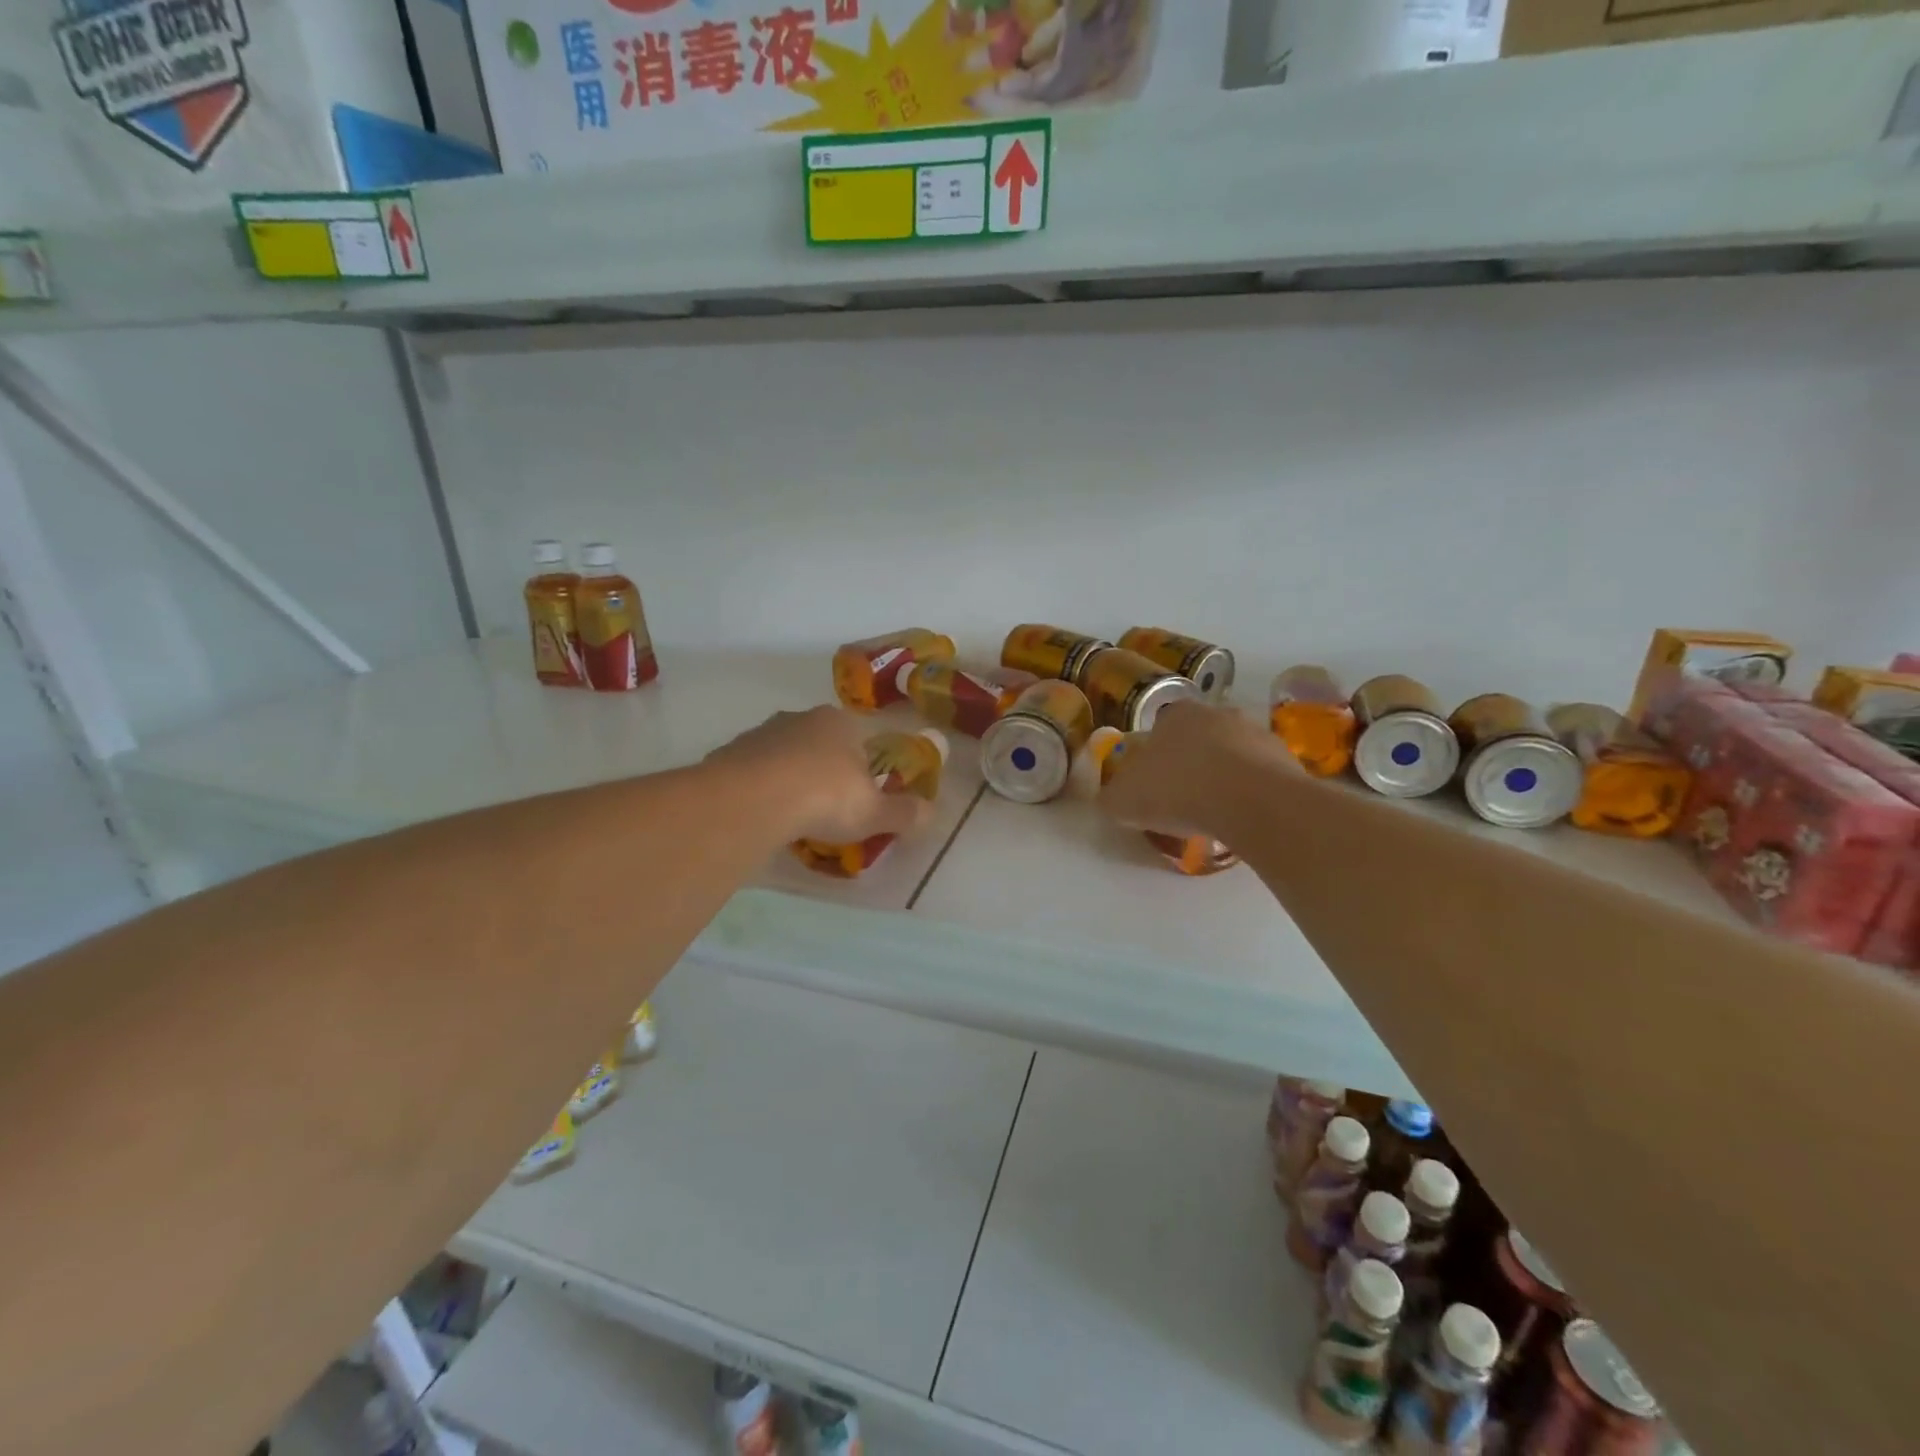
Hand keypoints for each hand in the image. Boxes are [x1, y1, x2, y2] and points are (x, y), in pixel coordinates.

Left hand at [708, 706, 933, 844]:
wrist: (753, 799)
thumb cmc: (825, 797)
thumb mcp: (874, 812)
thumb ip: (904, 813)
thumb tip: (931, 814)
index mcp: (840, 723)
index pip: (858, 740)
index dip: (861, 769)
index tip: (857, 798)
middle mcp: (800, 718)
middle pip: (818, 744)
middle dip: (823, 772)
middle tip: (826, 809)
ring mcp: (761, 733)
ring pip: (783, 756)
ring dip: (789, 779)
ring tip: (792, 817)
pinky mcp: (730, 753)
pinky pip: (753, 773)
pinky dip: (760, 790)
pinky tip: (763, 816)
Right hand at [1097, 700, 1289, 839]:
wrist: (1250, 802)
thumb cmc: (1177, 790)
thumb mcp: (1123, 801)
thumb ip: (1111, 798)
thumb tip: (1110, 800)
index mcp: (1176, 715)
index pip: (1159, 730)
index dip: (1154, 759)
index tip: (1153, 787)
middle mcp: (1218, 713)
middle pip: (1199, 739)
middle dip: (1191, 764)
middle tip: (1183, 801)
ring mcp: (1257, 733)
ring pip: (1232, 756)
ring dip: (1224, 778)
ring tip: (1215, 815)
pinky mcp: (1286, 759)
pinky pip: (1261, 777)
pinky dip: (1251, 794)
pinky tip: (1243, 819)